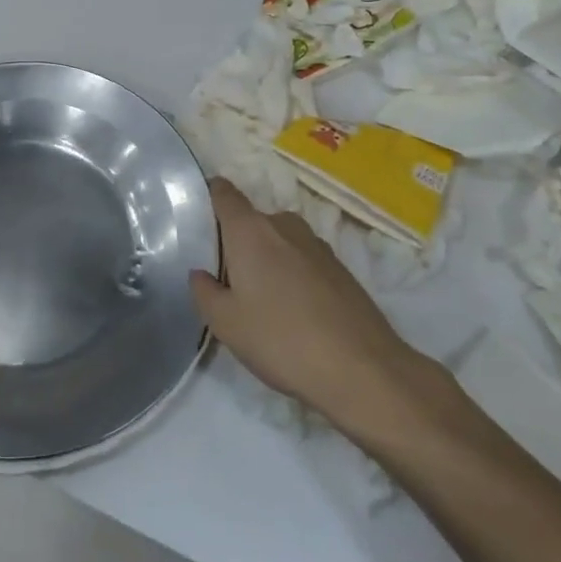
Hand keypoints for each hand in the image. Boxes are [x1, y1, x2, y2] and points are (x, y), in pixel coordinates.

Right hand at [191, 178, 434, 432]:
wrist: (362, 369)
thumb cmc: (281, 339)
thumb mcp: (226, 324)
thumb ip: (204, 292)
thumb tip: (201, 273)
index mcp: (250, 230)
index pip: (224, 192)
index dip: (208, 196)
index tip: (197, 218)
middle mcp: (284, 226)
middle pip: (251, 221)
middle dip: (237, 242)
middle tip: (226, 279)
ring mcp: (317, 245)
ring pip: (279, 241)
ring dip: (267, 260)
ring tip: (261, 299)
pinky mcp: (341, 269)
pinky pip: (303, 260)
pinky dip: (292, 274)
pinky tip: (293, 312)